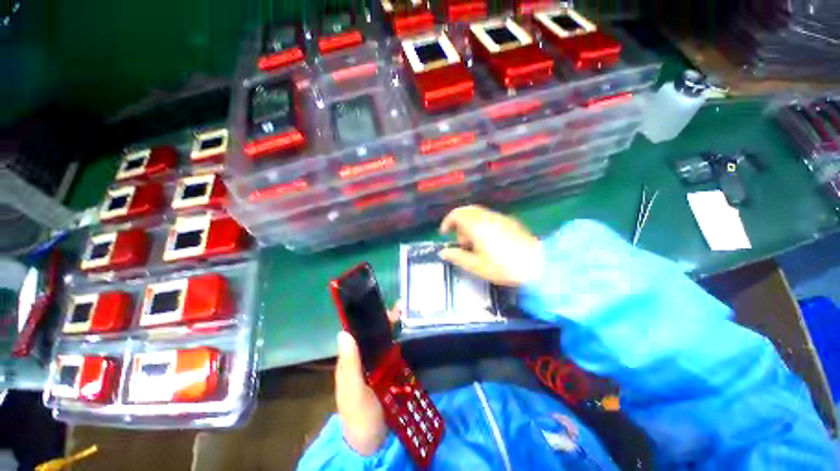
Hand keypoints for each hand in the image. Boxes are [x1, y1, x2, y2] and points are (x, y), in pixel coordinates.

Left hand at [335, 305, 400, 454]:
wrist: (376, 443)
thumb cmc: (360, 416)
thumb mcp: (353, 390)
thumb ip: (349, 364)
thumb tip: (342, 332)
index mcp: (352, 361)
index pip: (358, 333)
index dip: (367, 317)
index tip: (378, 304)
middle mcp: (365, 360)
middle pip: (374, 335)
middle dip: (386, 319)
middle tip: (401, 306)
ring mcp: (380, 366)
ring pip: (386, 341)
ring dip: (395, 327)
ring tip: (408, 312)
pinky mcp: (393, 373)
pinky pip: (396, 352)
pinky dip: (403, 341)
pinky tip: (412, 333)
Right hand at [439, 205, 541, 286]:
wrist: (538, 265)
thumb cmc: (504, 267)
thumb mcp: (476, 266)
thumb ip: (457, 256)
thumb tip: (443, 252)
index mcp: (477, 226)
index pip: (457, 214)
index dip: (447, 222)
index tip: (444, 233)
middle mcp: (487, 217)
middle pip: (467, 211)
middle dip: (459, 223)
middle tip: (461, 241)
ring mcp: (500, 218)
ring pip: (478, 213)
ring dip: (470, 224)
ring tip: (474, 244)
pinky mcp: (510, 222)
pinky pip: (489, 217)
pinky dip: (481, 225)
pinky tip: (488, 241)